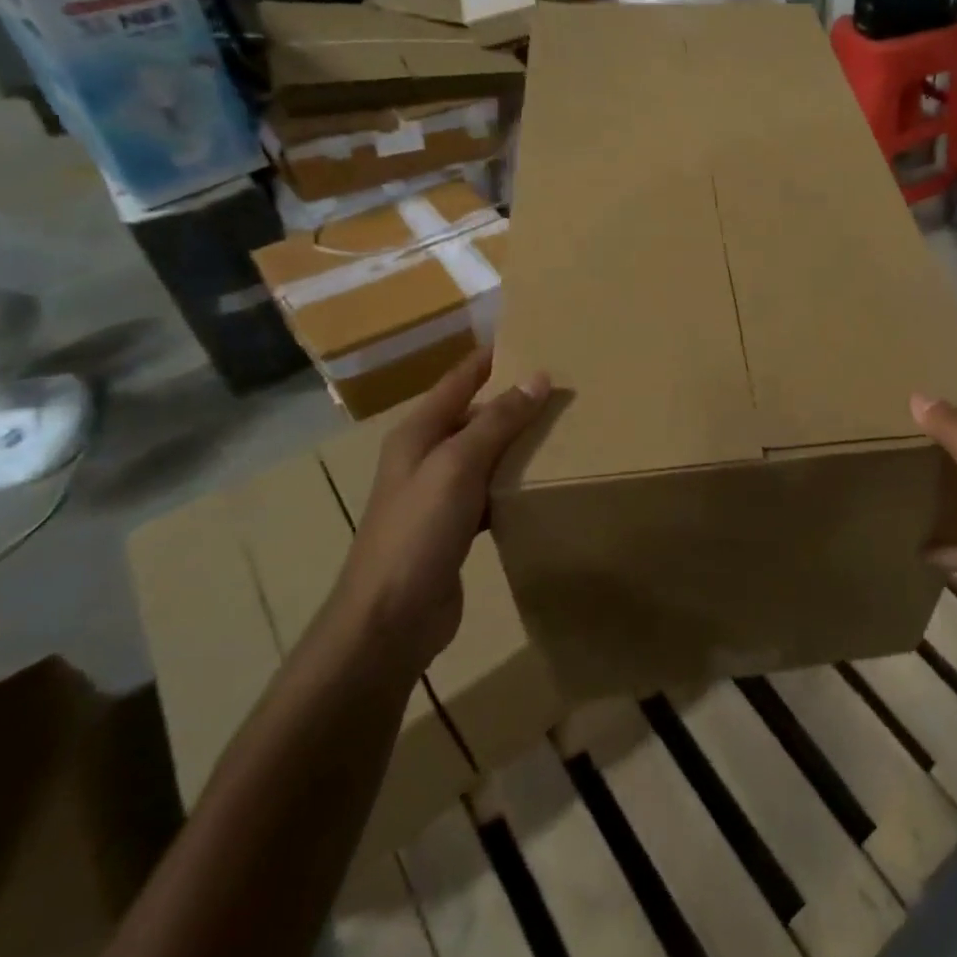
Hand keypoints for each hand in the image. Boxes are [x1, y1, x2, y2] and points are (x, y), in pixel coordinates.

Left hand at [328, 350, 550, 678]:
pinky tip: (545, 481)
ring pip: (487, 453)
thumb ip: (498, 422)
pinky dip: (516, 481)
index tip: (530, 336)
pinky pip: (492, 489)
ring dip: (519, 441)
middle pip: (475, 415)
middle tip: (565, 386)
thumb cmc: (418, 531)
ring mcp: (439, 493)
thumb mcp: (458, 466)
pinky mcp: (455, 526)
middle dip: (515, 399)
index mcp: (418, 433)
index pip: (459, 379)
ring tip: (567, 428)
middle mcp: (426, 456)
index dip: (490, 357)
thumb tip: (539, 378)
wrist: (389, 620)